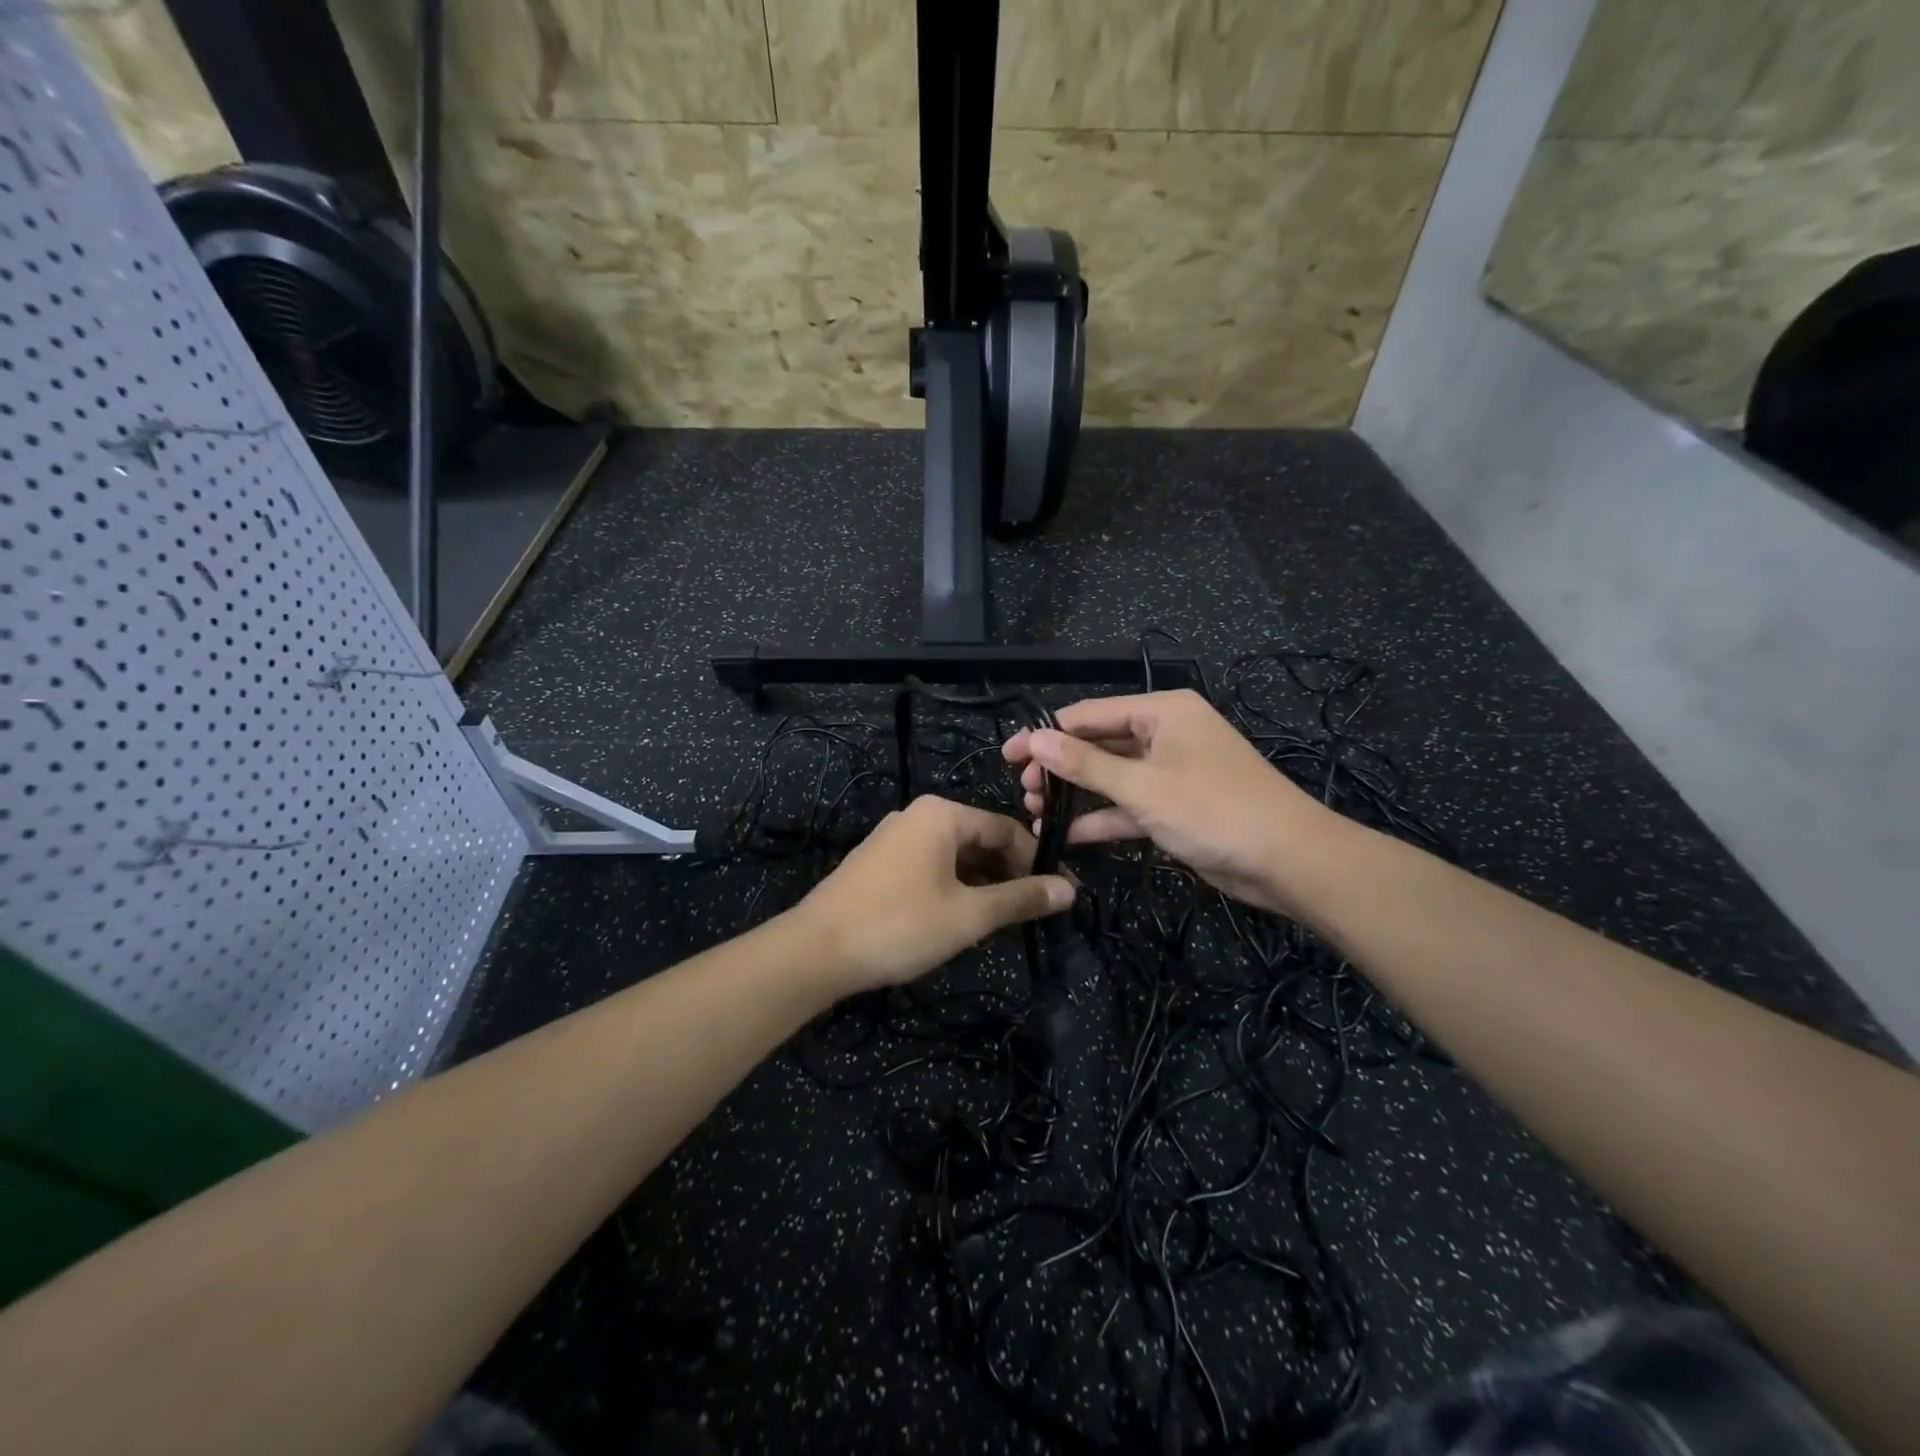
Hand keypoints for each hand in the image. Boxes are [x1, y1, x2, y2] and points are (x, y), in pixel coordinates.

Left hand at [790, 796, 1074, 992]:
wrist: (815, 951)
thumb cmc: (900, 925)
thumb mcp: (968, 915)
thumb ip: (1020, 899)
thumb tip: (1068, 890)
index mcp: (942, 815)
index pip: (1006, 829)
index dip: (1037, 862)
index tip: (1061, 894)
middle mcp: (917, 816)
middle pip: (980, 840)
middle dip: (1010, 874)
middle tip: (1035, 912)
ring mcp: (894, 839)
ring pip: (955, 857)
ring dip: (983, 885)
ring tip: (1005, 922)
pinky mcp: (878, 864)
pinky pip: (930, 868)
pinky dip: (954, 888)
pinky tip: (964, 919)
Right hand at [1003, 690, 1331, 915]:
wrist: (1288, 861)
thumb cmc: (1214, 810)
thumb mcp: (1142, 786)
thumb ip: (1085, 763)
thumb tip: (1034, 739)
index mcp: (1162, 711)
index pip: (1089, 714)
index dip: (1045, 735)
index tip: (1008, 757)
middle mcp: (1164, 734)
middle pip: (1098, 744)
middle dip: (1060, 768)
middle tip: (1024, 793)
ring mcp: (1170, 771)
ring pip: (1111, 777)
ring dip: (1076, 795)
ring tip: (1036, 814)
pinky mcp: (1175, 806)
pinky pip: (1129, 805)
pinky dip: (1102, 818)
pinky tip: (1066, 836)